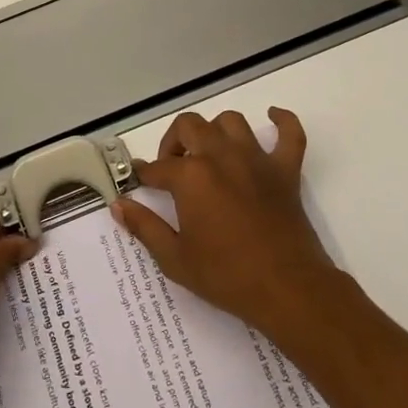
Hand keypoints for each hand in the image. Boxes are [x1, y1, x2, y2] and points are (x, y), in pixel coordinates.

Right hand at [113, 107, 341, 337]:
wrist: (287, 290)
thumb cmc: (226, 276)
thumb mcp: (175, 258)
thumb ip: (144, 227)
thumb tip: (118, 205)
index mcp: (191, 176)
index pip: (158, 167)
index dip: (145, 176)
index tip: (140, 183)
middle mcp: (221, 156)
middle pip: (190, 127)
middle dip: (174, 143)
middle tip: (172, 169)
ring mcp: (256, 160)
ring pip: (231, 122)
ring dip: (215, 131)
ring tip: (209, 153)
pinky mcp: (285, 170)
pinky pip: (289, 133)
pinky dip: (282, 121)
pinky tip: (272, 117)